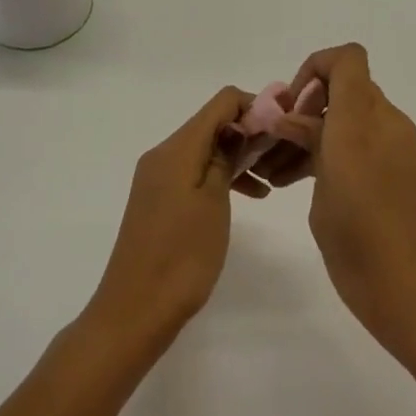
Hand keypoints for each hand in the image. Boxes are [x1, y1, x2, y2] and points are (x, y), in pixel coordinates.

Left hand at [83, 87, 257, 351]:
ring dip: (237, 157)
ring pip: (205, 149)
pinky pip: (194, 172)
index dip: (254, 106)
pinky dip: (220, 176)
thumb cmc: (181, 256)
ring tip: (270, 178)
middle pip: (212, 124)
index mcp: (176, 148)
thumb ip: (225, 157)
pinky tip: (248, 196)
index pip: (221, 102)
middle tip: (281, 155)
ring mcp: (158, 178)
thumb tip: (238, 126)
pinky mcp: (159, 200)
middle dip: (248, 132)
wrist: (134, 312)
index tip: (281, 127)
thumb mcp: (213, 202)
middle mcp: (163, 154)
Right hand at [259, 44, 415, 369]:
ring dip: (317, 133)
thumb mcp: (324, 197)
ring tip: (278, 174)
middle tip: (276, 145)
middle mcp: (386, 124)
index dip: (314, 69)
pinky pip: (365, 142)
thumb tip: (290, 119)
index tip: (290, 108)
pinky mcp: (404, 173)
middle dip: (307, 107)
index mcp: (363, 123)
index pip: (346, 59)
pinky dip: (337, 151)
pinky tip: (303, 186)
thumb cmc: (366, 251)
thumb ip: (309, 147)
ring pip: (352, 118)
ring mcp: (399, 148)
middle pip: (345, 88)